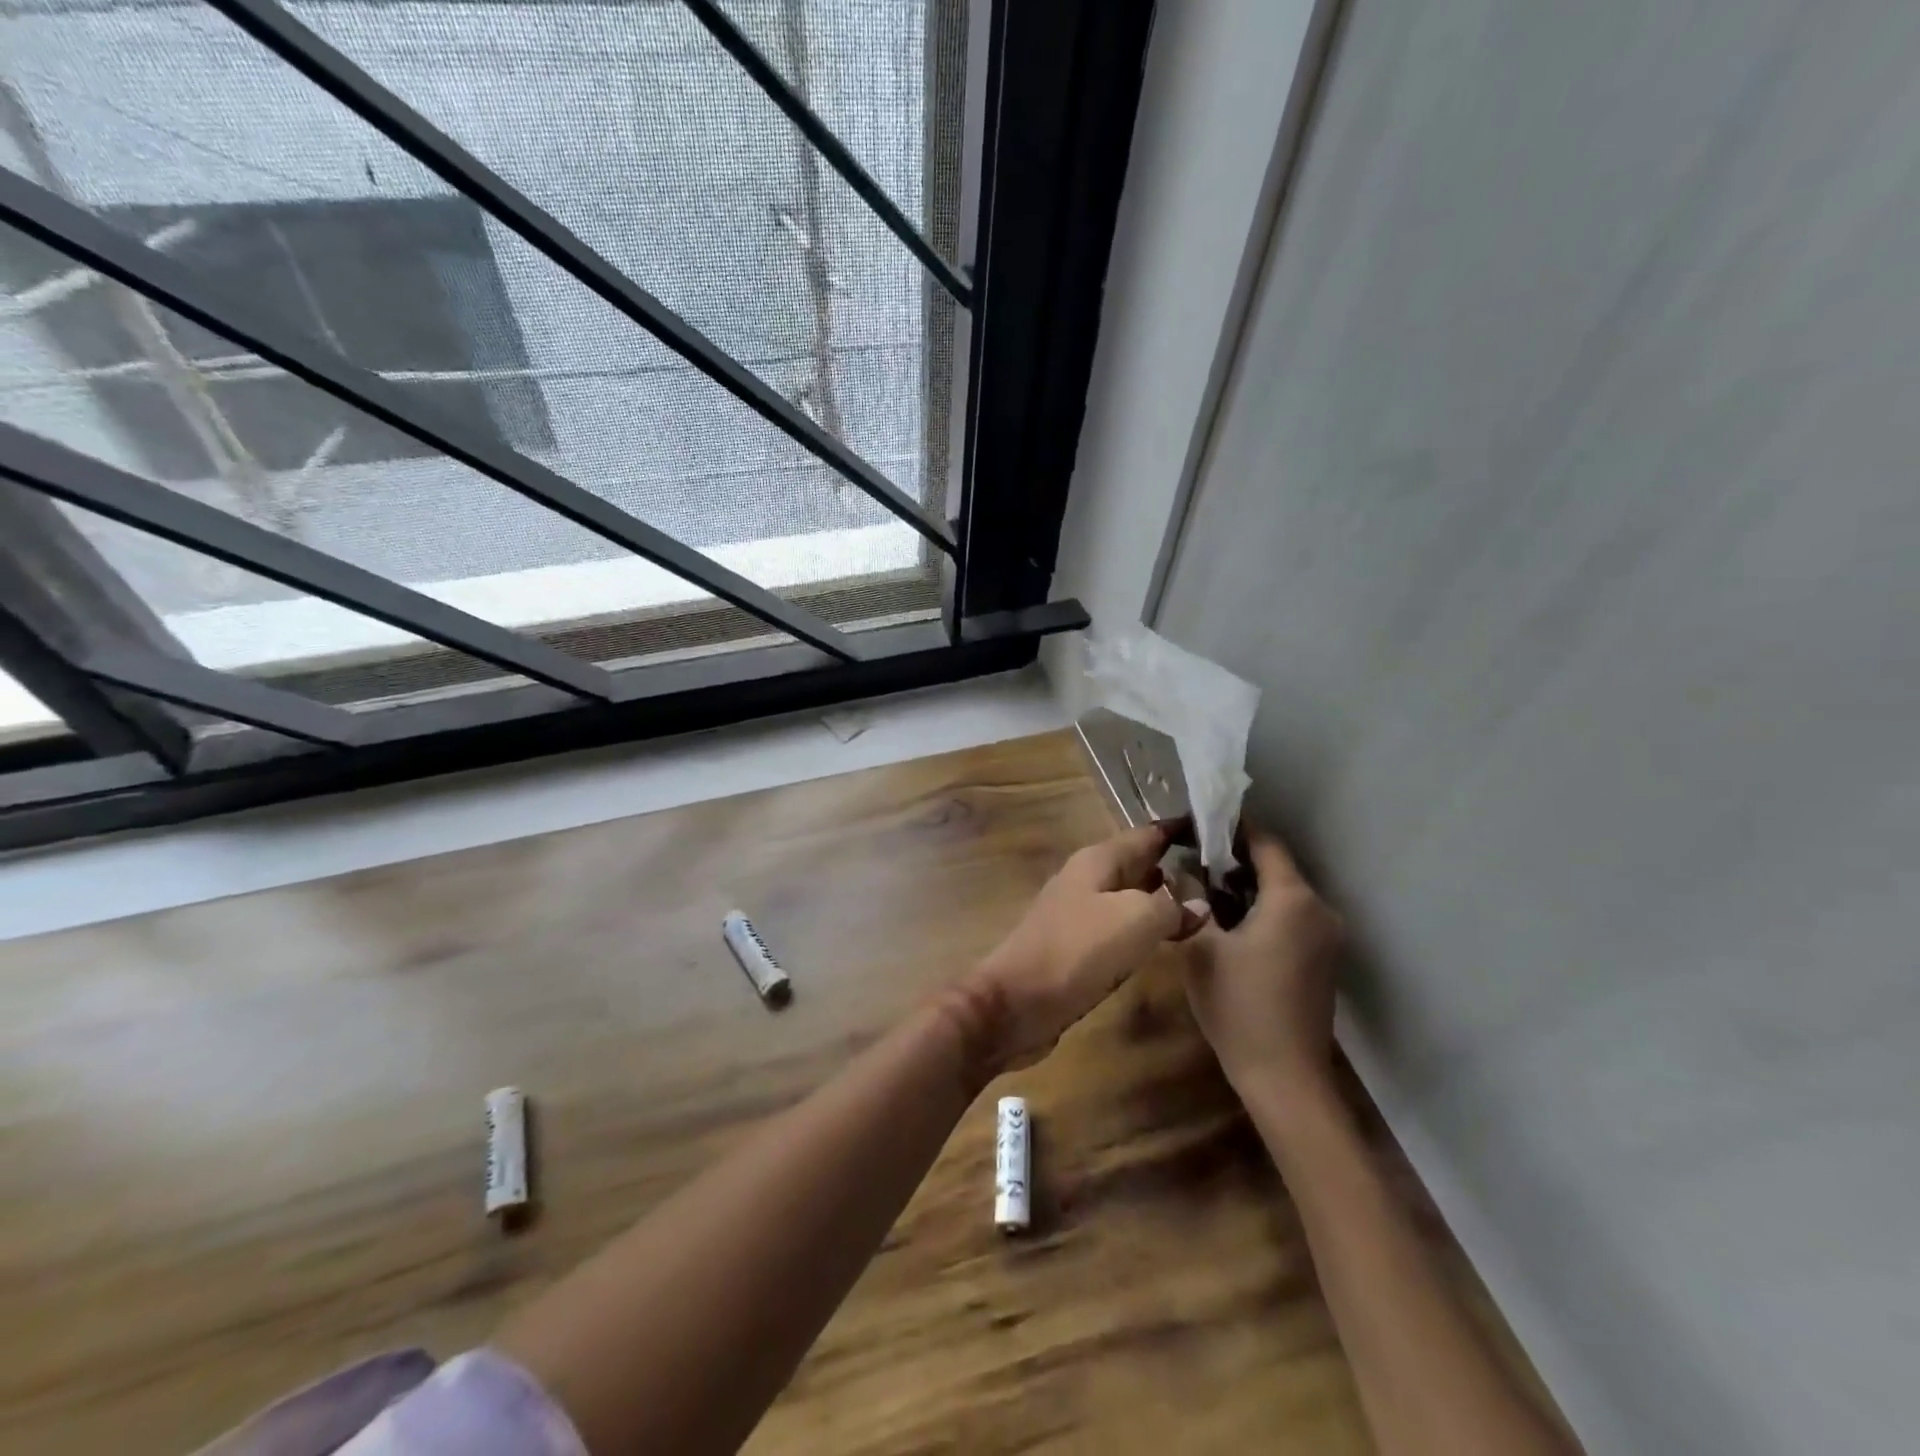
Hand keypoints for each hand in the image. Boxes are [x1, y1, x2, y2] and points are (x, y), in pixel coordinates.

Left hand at [956, 824, 1209, 1073]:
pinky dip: (1145, 928)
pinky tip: (1166, 940)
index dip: (1181, 830)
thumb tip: (1198, 903)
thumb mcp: (1134, 919)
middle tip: (1223, 875)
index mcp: (1097, 860)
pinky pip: (1119, 927)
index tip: (1219, 829)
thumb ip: (1170, 905)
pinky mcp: (1077, 947)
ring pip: (1130, 897)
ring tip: (1208, 906)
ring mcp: (1079, 913)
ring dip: (1162, 899)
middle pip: (1138, 864)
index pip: (1147, 834)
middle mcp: (1087, 879)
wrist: (1016, 1002)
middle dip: (1176, 866)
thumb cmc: (1076, 950)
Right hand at [1184, 829, 1343, 1098]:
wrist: (1284, 1076)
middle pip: (1276, 867)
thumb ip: (1192, 900)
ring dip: (1247, 888)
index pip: (1265, 843)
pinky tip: (1231, 926)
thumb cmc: (1238, 1005)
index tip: (1198, 826)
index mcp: (1292, 899)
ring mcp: (1327, 937)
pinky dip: (1263, 911)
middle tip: (1191, 862)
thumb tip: (1186, 871)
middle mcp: (1319, 910)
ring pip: (1283, 894)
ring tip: (1204, 893)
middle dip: (1234, 861)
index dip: (1232, 829)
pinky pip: (1292, 918)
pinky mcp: (1324, 959)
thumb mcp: (1199, 947)